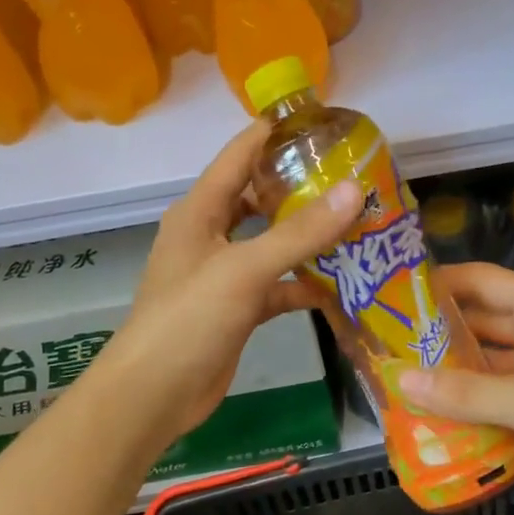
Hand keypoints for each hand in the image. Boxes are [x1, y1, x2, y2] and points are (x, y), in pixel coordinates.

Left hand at [102, 122, 359, 446]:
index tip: (324, 120)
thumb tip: (355, 190)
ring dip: (308, 236)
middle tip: (353, 177)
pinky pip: (277, 283)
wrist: (155, 393)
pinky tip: (341, 283)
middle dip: (302, 186)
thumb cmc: (190, 318)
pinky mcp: (237, 307)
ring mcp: (224, 273)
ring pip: (272, 242)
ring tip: (358, 223)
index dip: (276, 132)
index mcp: (200, 210)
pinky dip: (304, 283)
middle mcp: (210, 234)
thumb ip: (300, 232)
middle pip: (259, 197)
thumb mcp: (245, 269)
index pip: (240, 154)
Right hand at [401, 264, 513, 514]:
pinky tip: (434, 413)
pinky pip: (499, 394)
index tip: (389, 294)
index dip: (437, 282)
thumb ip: (466, 392)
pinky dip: (471, 401)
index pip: (480, 280)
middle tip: (383, 343)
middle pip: (480, 320)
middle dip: (436, 332)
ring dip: (451, 370)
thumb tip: (400, 380)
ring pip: (488, 361)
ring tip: (398, 378)